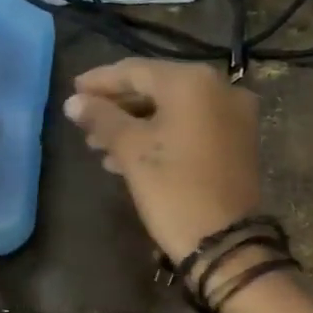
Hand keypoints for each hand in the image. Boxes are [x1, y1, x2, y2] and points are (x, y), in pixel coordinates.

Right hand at [63, 59, 261, 263]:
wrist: (225, 242)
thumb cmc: (174, 190)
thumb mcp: (132, 151)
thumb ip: (102, 119)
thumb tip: (74, 102)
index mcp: (193, 81)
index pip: (136, 71)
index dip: (101, 82)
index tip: (74, 93)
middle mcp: (221, 89)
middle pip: (157, 89)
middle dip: (118, 108)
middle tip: (85, 125)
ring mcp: (235, 116)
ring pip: (174, 111)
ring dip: (136, 126)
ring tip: (100, 147)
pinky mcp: (238, 143)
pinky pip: (192, 128)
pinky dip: (162, 137)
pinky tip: (129, 158)